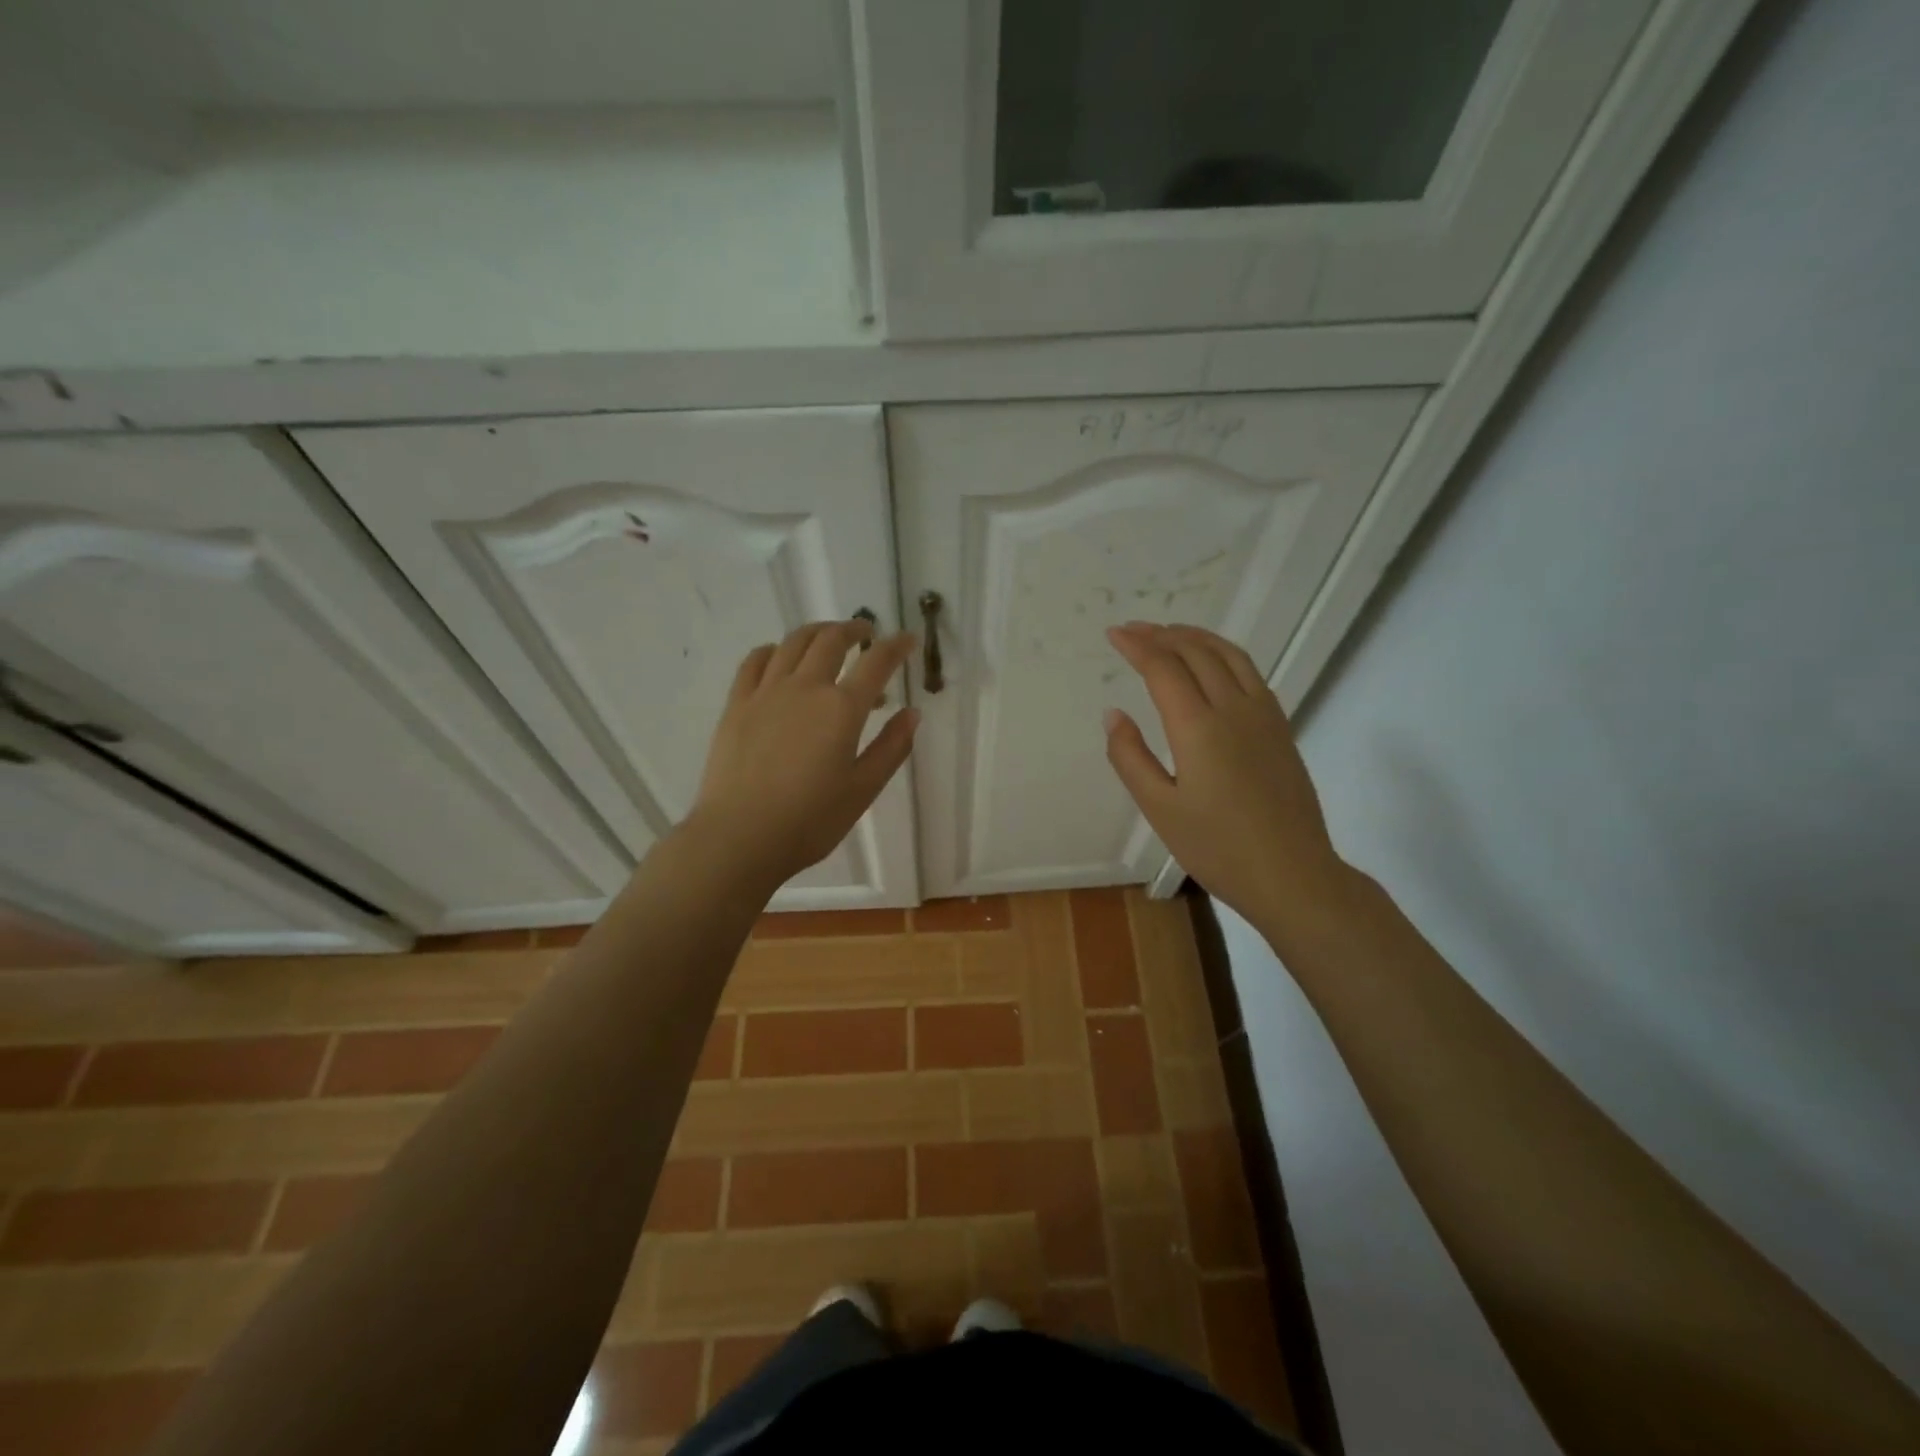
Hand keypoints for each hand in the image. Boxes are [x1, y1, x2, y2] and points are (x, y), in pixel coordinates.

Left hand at [688, 620, 918, 887]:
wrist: (740, 837)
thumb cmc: (810, 820)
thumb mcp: (863, 789)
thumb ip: (891, 747)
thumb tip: (912, 713)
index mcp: (842, 709)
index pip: (877, 663)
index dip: (896, 646)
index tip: (908, 639)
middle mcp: (805, 688)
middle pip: (831, 640)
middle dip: (854, 630)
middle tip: (867, 634)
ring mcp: (766, 692)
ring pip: (793, 643)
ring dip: (817, 632)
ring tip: (828, 638)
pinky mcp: (737, 704)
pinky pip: (755, 660)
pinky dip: (775, 649)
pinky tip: (780, 657)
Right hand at [1103, 622, 1347, 930]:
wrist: (1292, 874)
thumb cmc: (1217, 847)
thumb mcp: (1159, 808)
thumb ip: (1130, 757)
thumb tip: (1113, 714)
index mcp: (1198, 728)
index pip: (1164, 668)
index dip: (1137, 646)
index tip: (1114, 634)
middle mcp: (1234, 709)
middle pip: (1197, 653)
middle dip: (1162, 635)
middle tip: (1134, 629)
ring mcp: (1264, 716)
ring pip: (1230, 656)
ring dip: (1197, 637)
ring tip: (1171, 632)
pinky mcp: (1280, 728)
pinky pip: (1250, 673)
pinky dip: (1224, 654)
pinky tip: (1214, 664)